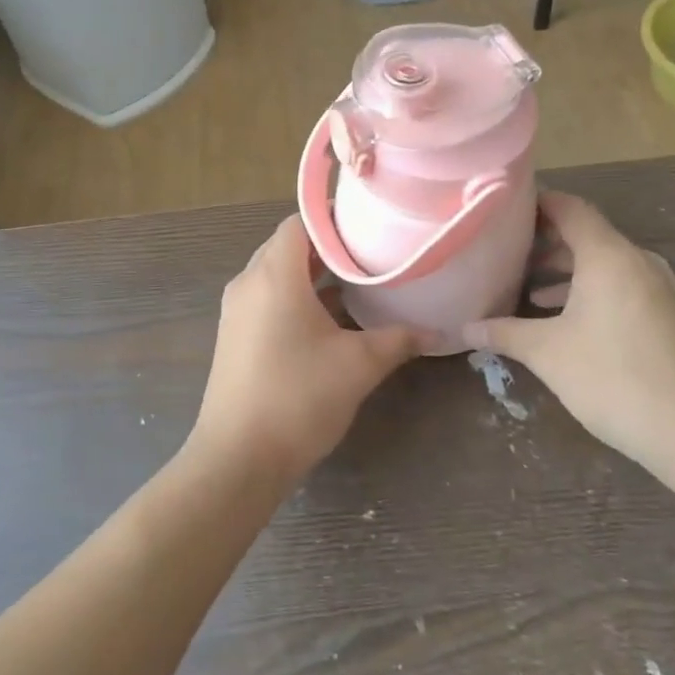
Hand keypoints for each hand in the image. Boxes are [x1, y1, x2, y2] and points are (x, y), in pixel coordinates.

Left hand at [191, 216, 424, 486]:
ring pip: (277, 274)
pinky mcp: (236, 336)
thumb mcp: (358, 365)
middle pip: (288, 246)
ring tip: (357, 280)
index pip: (300, 222)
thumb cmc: (298, 398)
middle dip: (328, 245)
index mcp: (274, 275)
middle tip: (371, 250)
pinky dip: (296, 297)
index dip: (334, 217)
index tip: (370, 222)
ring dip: (312, 273)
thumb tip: (438, 333)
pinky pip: (267, 299)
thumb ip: (398, 340)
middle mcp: (249, 283)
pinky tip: (330, 318)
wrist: (238, 458)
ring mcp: (237, 311)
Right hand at [463, 193, 674, 472]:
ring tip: (528, 289)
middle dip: (546, 242)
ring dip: (567, 272)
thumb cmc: (613, 377)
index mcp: (608, 256)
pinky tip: (564, 321)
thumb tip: (465, 328)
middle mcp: (637, 262)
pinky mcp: (667, 317)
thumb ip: (504, 333)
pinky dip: (589, 292)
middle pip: (588, 235)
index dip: (538, 203)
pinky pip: (621, 287)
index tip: (504, 208)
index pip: (571, 209)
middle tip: (506, 250)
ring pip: (604, 265)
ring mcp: (658, 290)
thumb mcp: (547, 353)